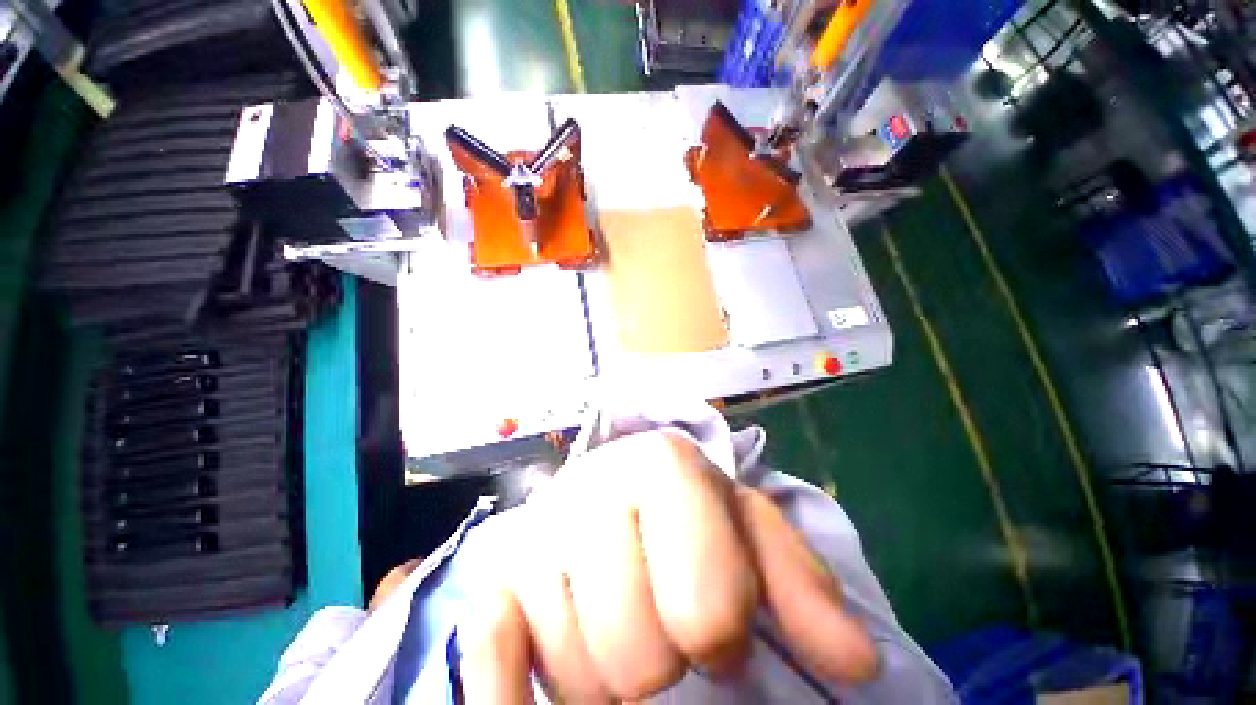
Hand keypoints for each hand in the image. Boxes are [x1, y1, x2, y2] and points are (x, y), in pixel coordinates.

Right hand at [459, 432, 878, 702]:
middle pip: (641, 660)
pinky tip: (562, 666)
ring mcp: (537, 536)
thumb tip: (856, 664)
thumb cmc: (687, 508)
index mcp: (660, 464)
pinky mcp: (496, 577)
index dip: (722, 632)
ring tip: (621, 623)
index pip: (707, 609)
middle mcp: (592, 489)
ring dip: (614, 674)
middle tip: (662, 623)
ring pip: (583, 678)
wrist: (612, 484)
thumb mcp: (749, 527)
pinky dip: (530, 694)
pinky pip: (494, 659)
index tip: (720, 628)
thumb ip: (802, 586)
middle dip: (663, 659)